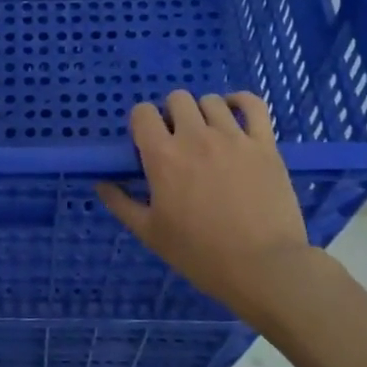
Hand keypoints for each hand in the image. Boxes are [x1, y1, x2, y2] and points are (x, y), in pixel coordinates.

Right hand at [96, 91, 315, 322]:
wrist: (263, 267)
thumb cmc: (200, 254)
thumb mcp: (150, 233)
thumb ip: (121, 204)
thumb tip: (101, 184)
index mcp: (163, 156)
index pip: (142, 113)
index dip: (141, 123)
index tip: (147, 143)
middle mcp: (196, 137)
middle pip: (177, 99)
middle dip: (172, 114)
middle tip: (177, 142)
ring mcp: (233, 137)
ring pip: (211, 101)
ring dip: (203, 113)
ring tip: (207, 135)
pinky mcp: (265, 144)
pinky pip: (254, 105)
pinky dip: (241, 102)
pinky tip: (235, 113)